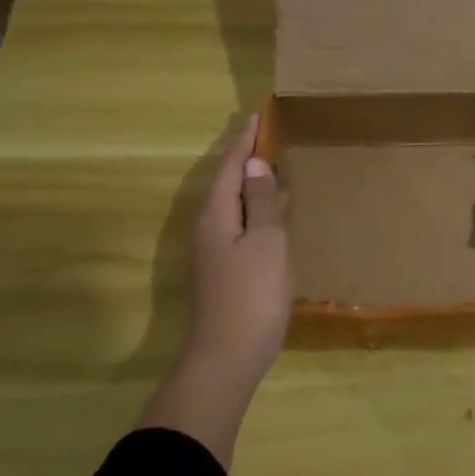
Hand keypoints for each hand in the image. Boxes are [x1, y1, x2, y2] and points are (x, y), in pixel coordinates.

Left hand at [142, 115, 290, 461]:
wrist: (226, 359)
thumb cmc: (252, 295)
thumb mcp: (266, 242)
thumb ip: (261, 202)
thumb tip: (255, 164)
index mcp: (216, 215)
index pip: (231, 166)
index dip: (244, 141)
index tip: (257, 116)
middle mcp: (206, 229)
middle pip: (225, 183)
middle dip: (242, 158)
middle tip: (263, 136)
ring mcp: (210, 253)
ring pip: (229, 206)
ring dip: (246, 184)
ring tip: (268, 168)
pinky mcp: (220, 272)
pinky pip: (235, 225)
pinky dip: (251, 209)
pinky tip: (267, 215)